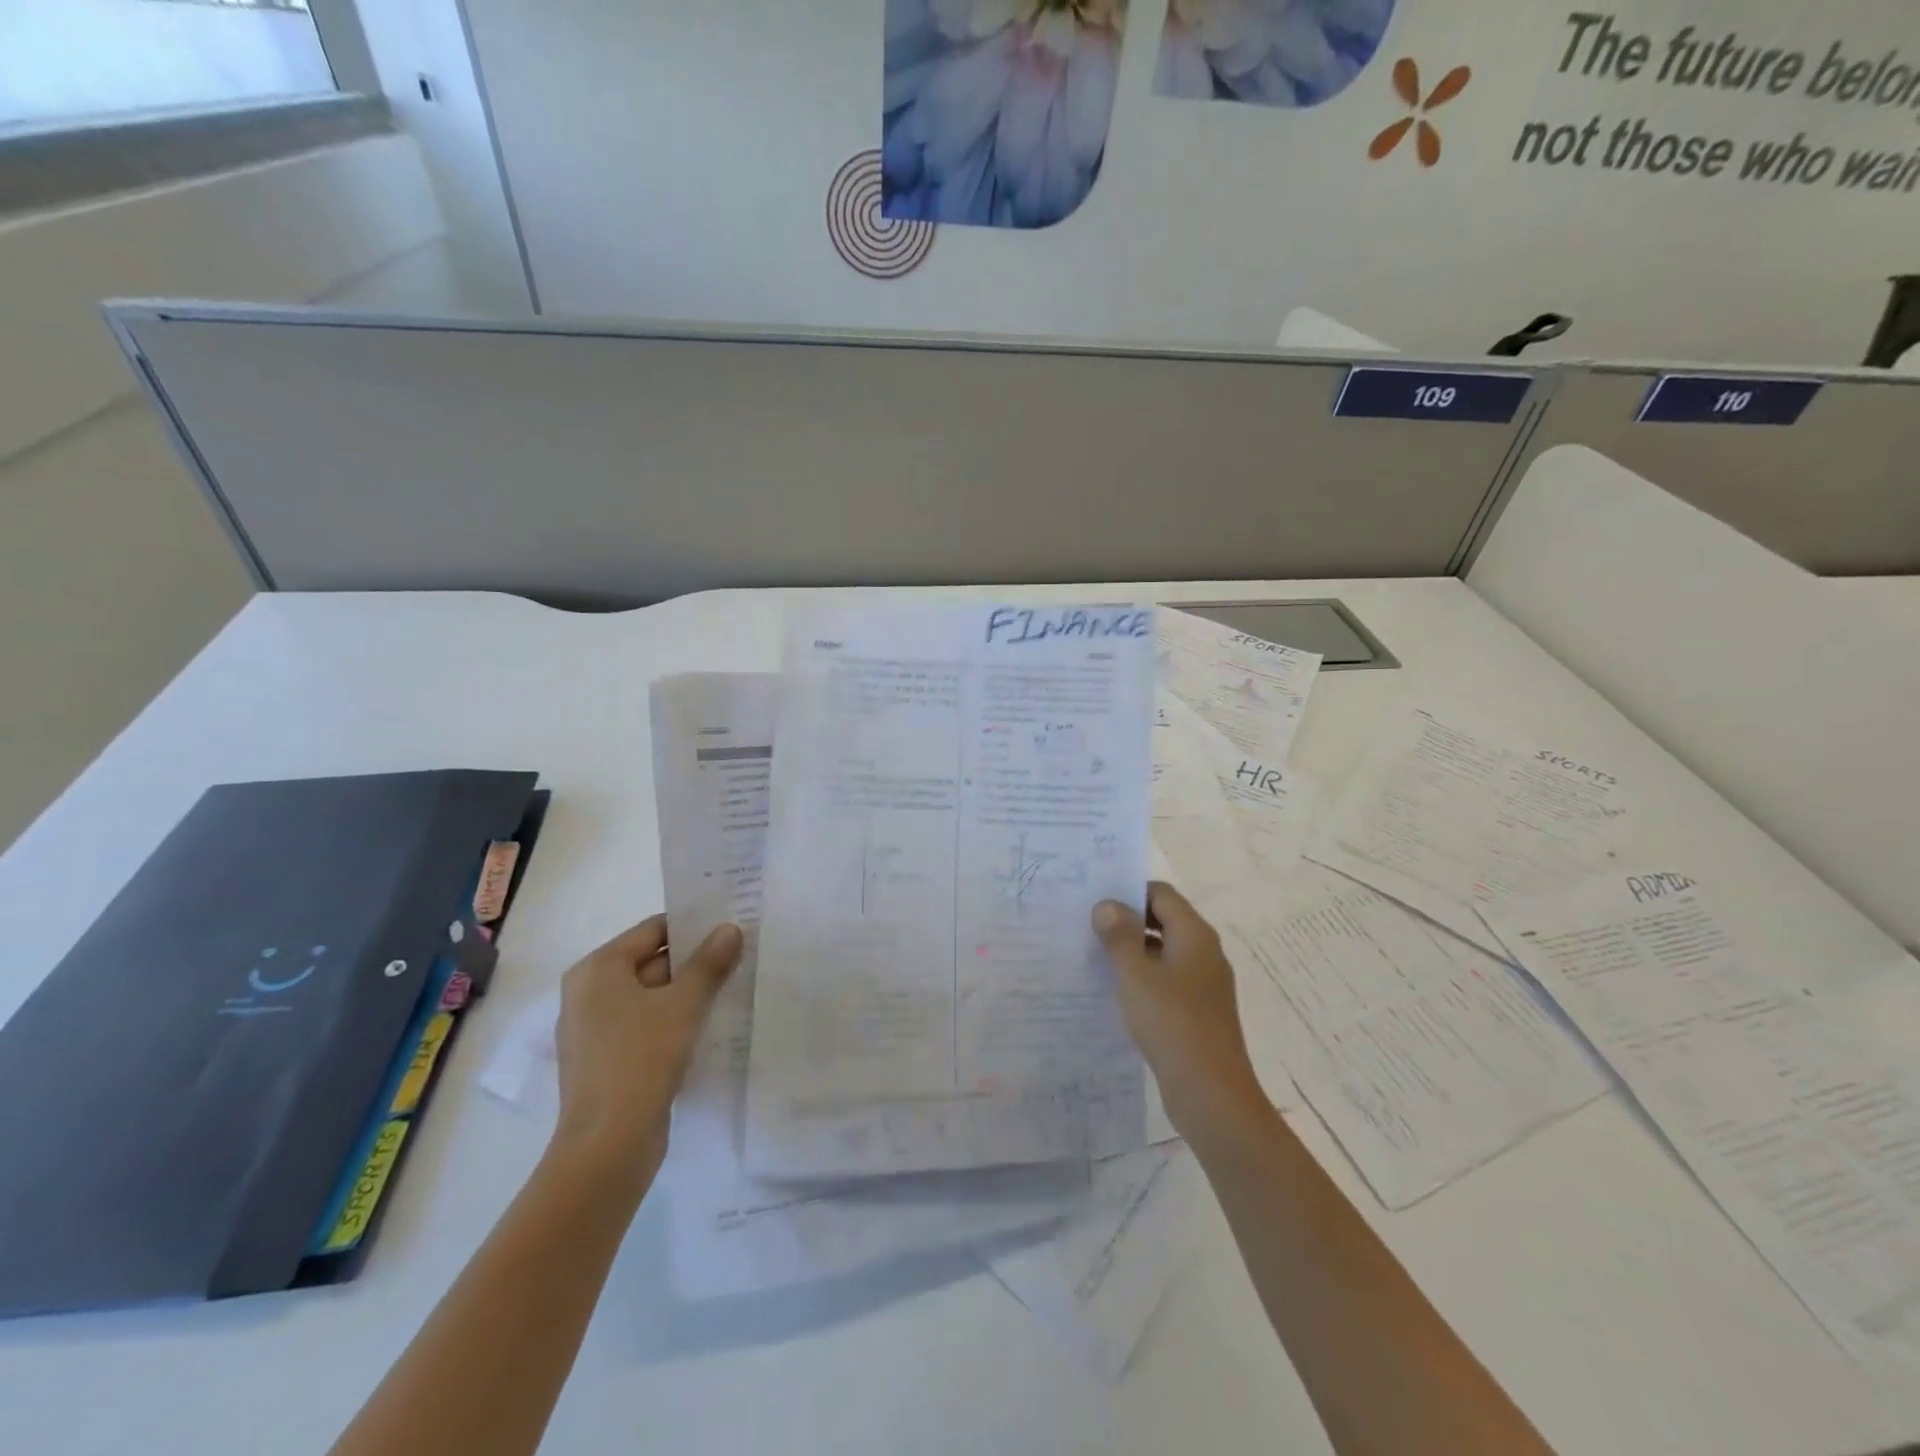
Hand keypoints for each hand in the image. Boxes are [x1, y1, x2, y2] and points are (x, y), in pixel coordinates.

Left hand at [550, 914, 742, 1186]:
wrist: (608, 1145)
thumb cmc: (640, 1058)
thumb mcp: (683, 1004)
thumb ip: (708, 963)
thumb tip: (730, 928)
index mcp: (597, 969)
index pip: (653, 930)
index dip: (693, 926)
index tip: (731, 927)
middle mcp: (588, 993)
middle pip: (651, 961)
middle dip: (695, 961)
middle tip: (740, 956)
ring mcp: (594, 1029)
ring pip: (651, 996)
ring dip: (688, 993)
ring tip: (732, 988)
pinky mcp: (606, 1060)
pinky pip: (645, 1025)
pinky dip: (673, 1021)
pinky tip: (709, 1026)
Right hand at [1093, 882, 1270, 1142]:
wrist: (1211, 1092)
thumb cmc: (1171, 1022)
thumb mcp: (1135, 974)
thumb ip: (1119, 935)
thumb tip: (1107, 904)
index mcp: (1194, 934)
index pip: (1161, 894)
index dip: (1129, 892)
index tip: (1095, 903)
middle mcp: (1205, 952)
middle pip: (1164, 920)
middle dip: (1128, 921)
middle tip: (1089, 928)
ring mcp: (1205, 983)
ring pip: (1165, 951)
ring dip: (1134, 951)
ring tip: (1096, 959)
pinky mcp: (1200, 1010)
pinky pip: (1169, 979)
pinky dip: (1145, 978)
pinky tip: (1119, 993)